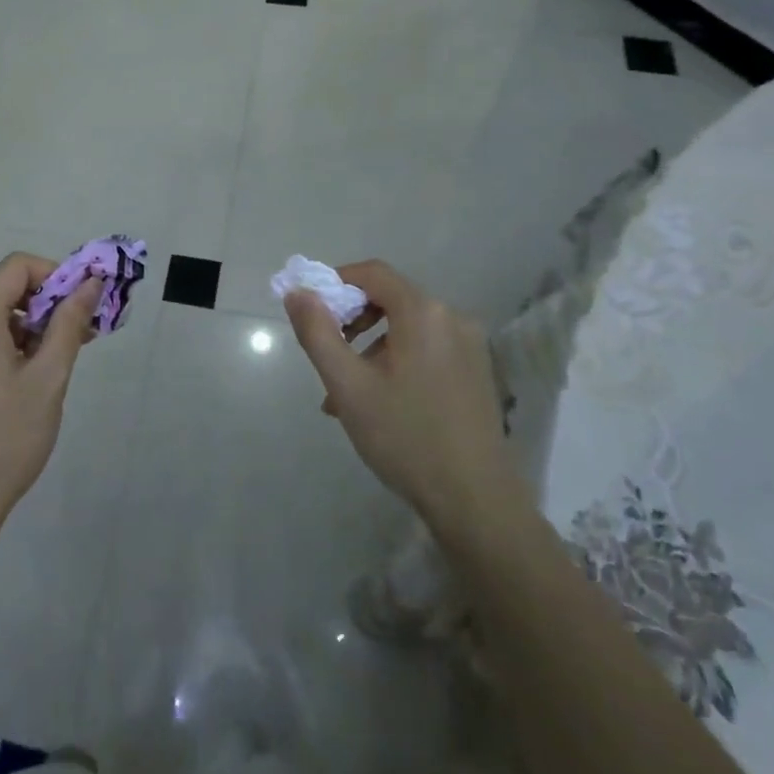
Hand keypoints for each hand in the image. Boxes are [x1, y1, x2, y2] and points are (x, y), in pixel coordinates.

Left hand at [0, 253, 101, 545]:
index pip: (17, 266)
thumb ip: (69, 323)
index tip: (81, 306)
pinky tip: (21, 381)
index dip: (55, 275)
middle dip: (44, 305)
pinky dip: (2, 345)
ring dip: (25, 328)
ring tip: (52, 366)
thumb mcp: (48, 379)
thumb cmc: (5, 440)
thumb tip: (91, 283)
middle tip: (78, 338)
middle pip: (2, 290)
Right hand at [284, 260, 513, 521]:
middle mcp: (452, 317)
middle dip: (351, 322)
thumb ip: (317, 332)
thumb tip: (297, 292)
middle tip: (328, 358)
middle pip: (389, 299)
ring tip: (345, 395)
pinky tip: (379, 404)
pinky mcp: (476, 371)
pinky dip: (396, 361)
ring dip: (370, 348)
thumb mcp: (348, 385)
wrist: (475, 500)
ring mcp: (470, 345)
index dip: (336, 283)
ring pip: (406, 328)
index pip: (372, 273)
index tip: (311, 312)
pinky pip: (426, 349)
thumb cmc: (405, 437)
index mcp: (423, 313)